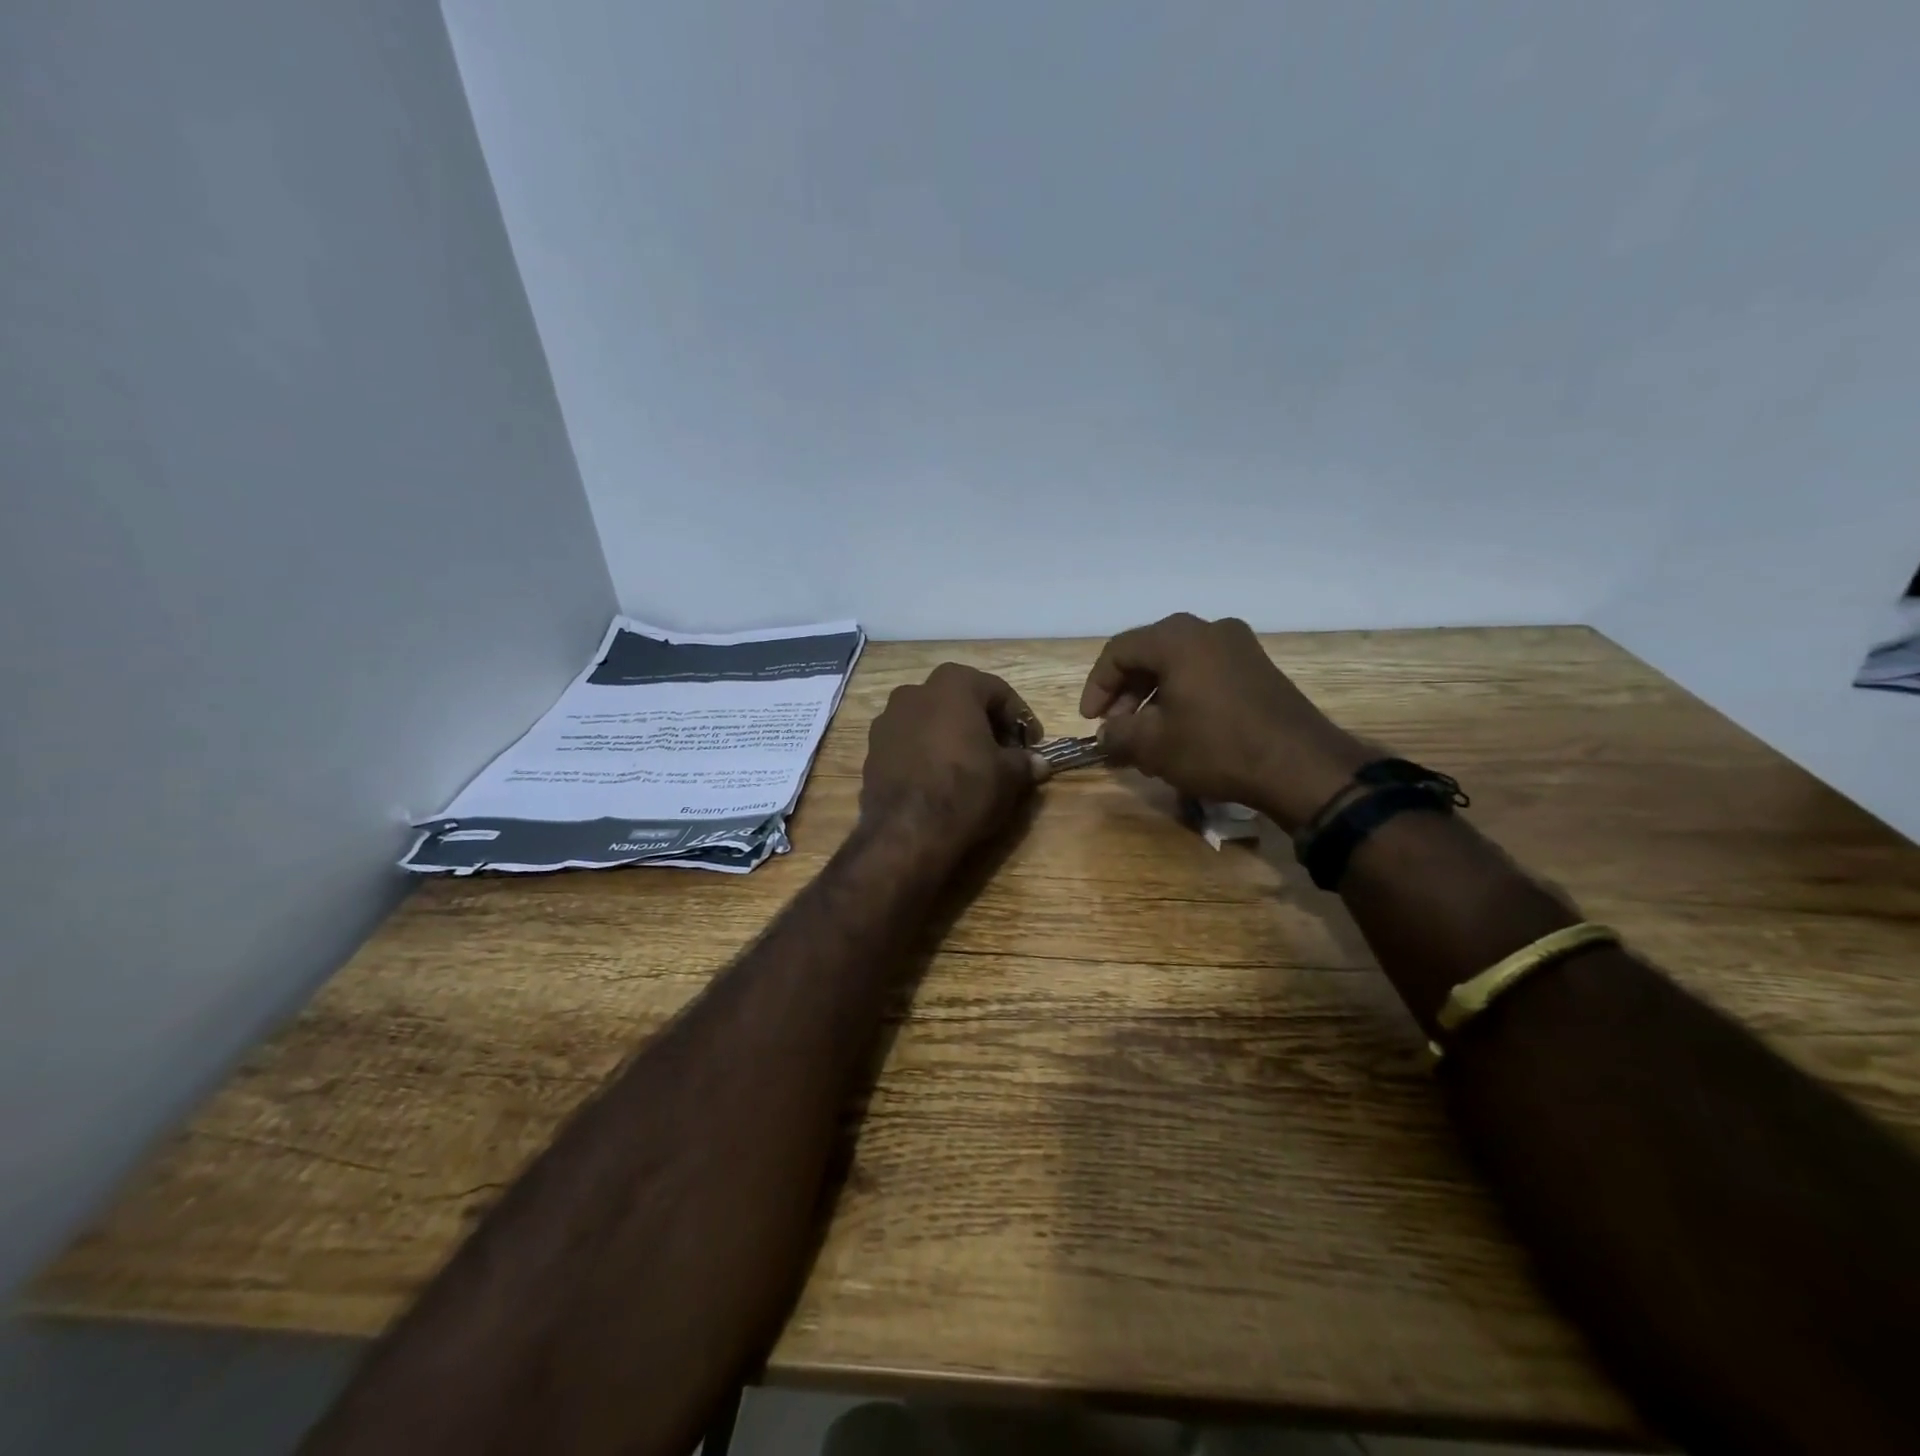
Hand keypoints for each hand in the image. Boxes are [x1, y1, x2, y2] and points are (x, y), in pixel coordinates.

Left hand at [862, 663, 1048, 855]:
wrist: (907, 831)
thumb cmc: (966, 789)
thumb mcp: (1009, 776)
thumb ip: (1024, 762)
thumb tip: (1038, 763)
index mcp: (953, 684)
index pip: (998, 691)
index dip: (1020, 718)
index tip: (1032, 744)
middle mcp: (915, 691)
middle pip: (960, 701)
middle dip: (984, 723)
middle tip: (1002, 753)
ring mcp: (887, 719)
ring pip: (931, 720)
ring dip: (952, 736)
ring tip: (969, 767)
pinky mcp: (872, 749)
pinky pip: (909, 742)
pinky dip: (927, 753)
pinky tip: (939, 779)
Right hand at [1079, 613, 1368, 830]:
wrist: (1300, 766)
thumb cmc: (1216, 747)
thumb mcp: (1154, 745)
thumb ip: (1118, 734)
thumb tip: (1106, 734)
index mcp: (1176, 638)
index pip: (1118, 652)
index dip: (1097, 687)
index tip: (1091, 722)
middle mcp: (1208, 629)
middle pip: (1149, 654)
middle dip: (1126, 693)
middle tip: (1117, 728)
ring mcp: (1239, 645)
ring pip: (1178, 664)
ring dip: (1153, 696)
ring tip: (1146, 735)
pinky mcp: (1258, 667)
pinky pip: (1205, 672)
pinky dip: (1183, 695)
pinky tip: (1180, 730)